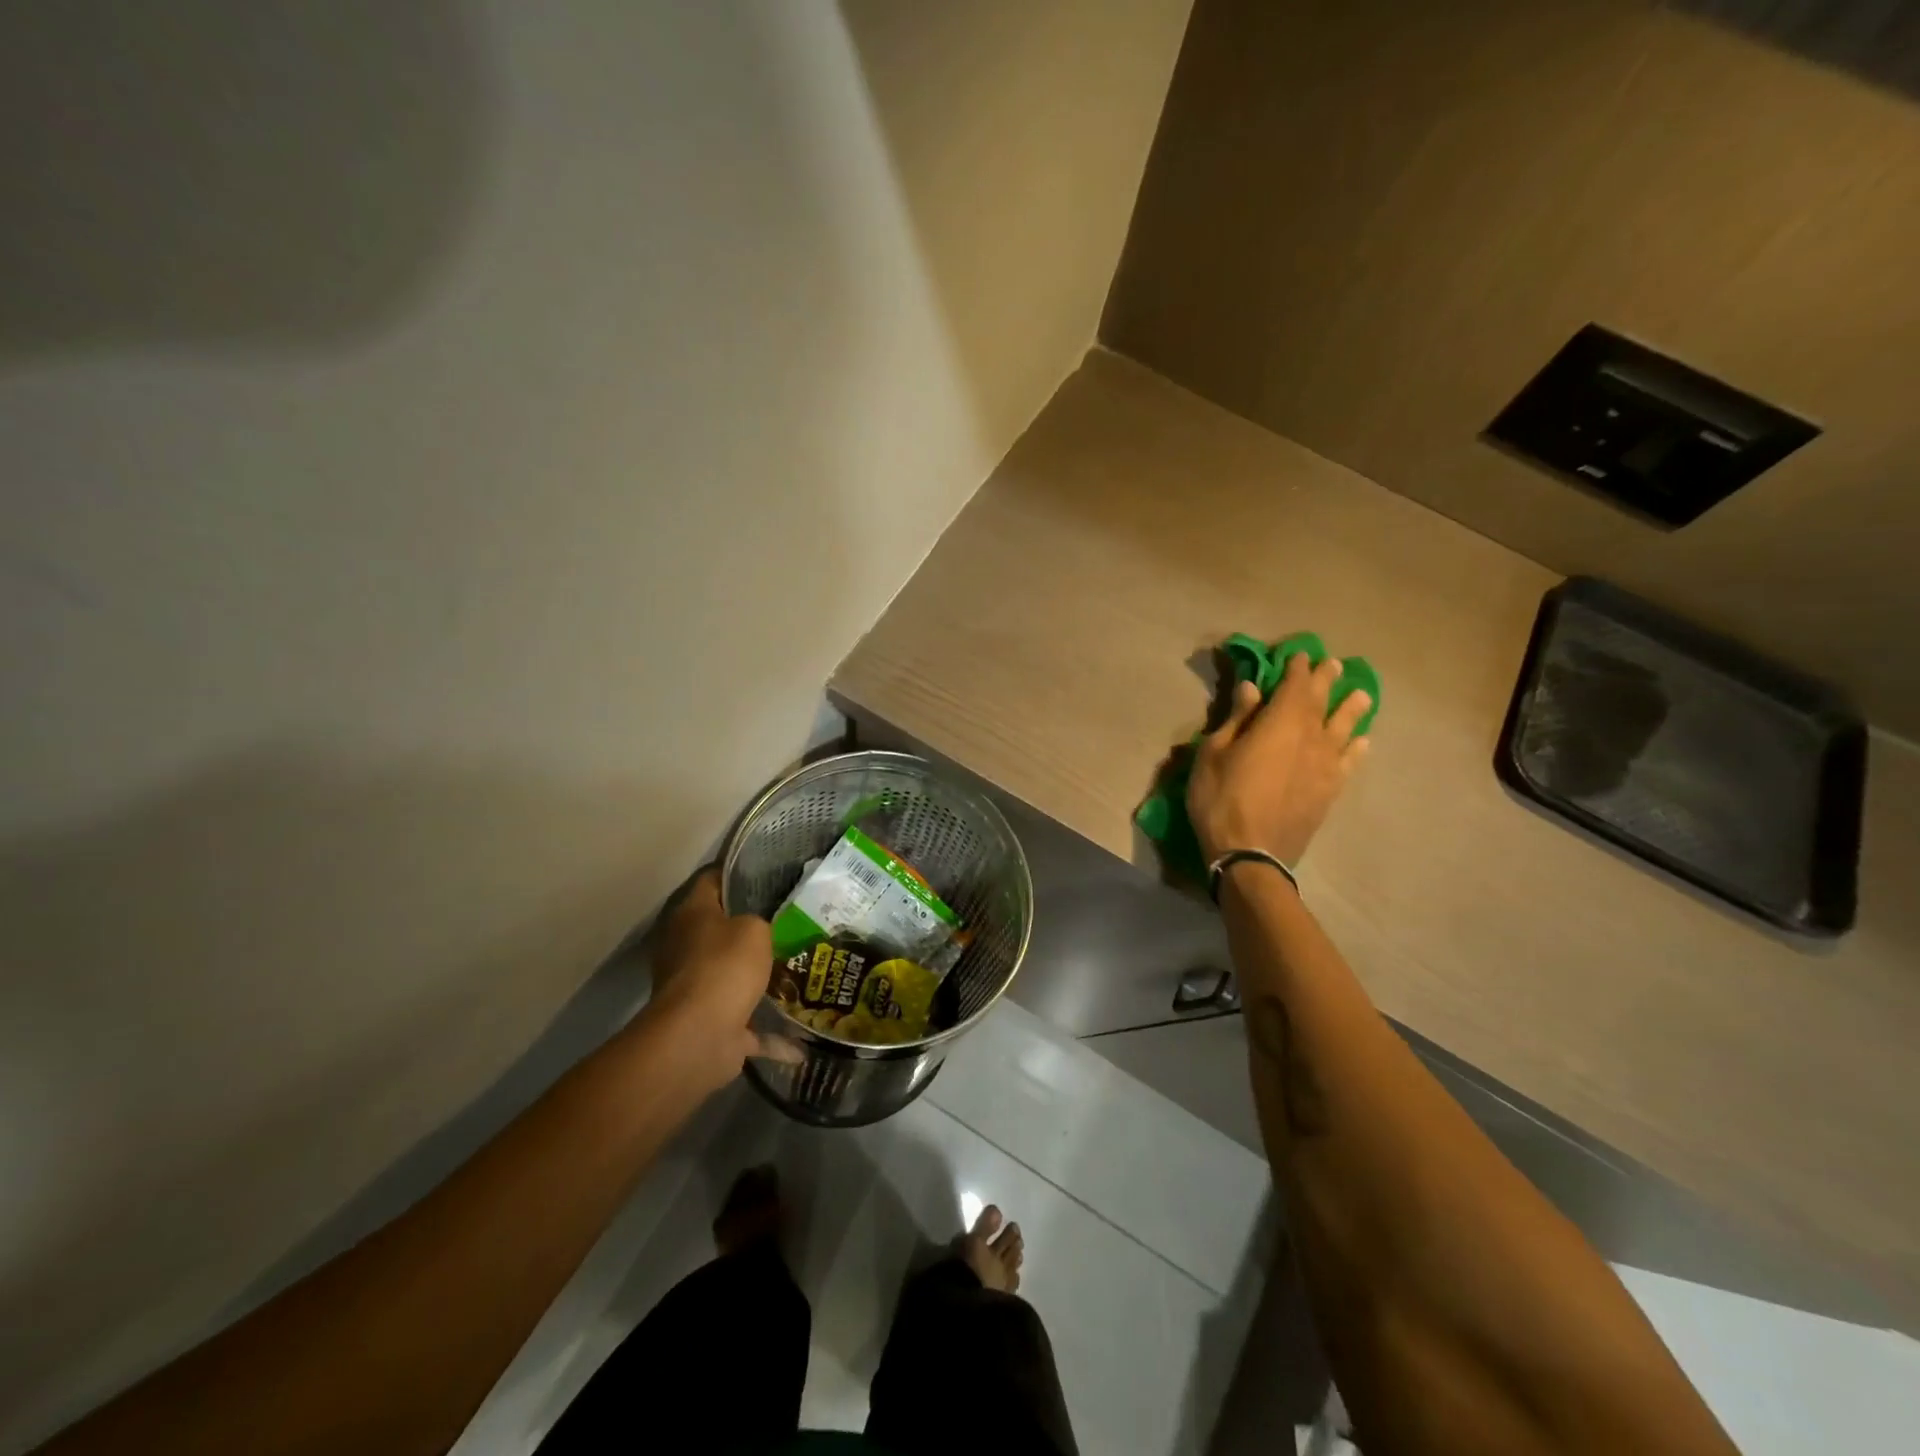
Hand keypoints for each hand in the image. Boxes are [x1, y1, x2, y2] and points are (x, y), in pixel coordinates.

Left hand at [643, 868, 791, 1091]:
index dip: (737, 873)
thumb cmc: (724, 967)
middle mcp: (686, 949)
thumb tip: (758, 931)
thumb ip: (760, 922)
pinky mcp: (712, 1027)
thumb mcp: (754, 928)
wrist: (698, 1037)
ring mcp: (696, 990)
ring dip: (760, 982)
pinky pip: (748, 1027)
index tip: (769, 871)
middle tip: (794, 920)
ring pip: (733, 978)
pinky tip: (803, 1042)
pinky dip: (772, 1036)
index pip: (711, 881)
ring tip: (801, 972)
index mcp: (691, 916)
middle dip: (753, 929)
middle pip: (721, 930)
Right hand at [1187, 653, 1371, 867]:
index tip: (1298, 655)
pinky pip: (1349, 763)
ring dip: (1351, 709)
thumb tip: (1252, 688)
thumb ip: (1237, 719)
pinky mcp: (1330, 791)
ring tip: (1361, 695)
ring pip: (1344, 729)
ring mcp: (1325, 766)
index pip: (1294, 686)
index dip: (1296, 669)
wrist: (1250, 854)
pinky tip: (1362, 742)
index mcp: (1279, 723)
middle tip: (1333, 665)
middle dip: (1325, 681)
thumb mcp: (1214, 754)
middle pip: (1321, 702)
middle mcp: (1310, 738)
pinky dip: (1357, 749)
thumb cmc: (1221, 799)